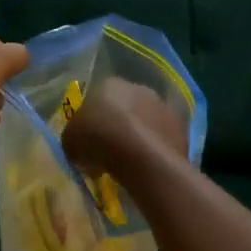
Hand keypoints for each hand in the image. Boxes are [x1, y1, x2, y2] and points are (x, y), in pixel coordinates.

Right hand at [61, 77, 186, 177]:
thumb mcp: (70, 140)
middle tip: (108, 148)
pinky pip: (162, 138)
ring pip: (146, 121)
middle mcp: (139, 88)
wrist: (141, 157)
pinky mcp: (181, 128)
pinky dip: (156, 149)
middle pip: (125, 106)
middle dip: (118, 124)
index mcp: (109, 84)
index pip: (97, 97)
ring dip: (139, 135)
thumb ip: (74, 136)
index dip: (92, 118)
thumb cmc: (98, 139)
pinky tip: (147, 166)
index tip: (88, 138)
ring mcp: (163, 107)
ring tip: (129, 161)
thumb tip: (78, 142)